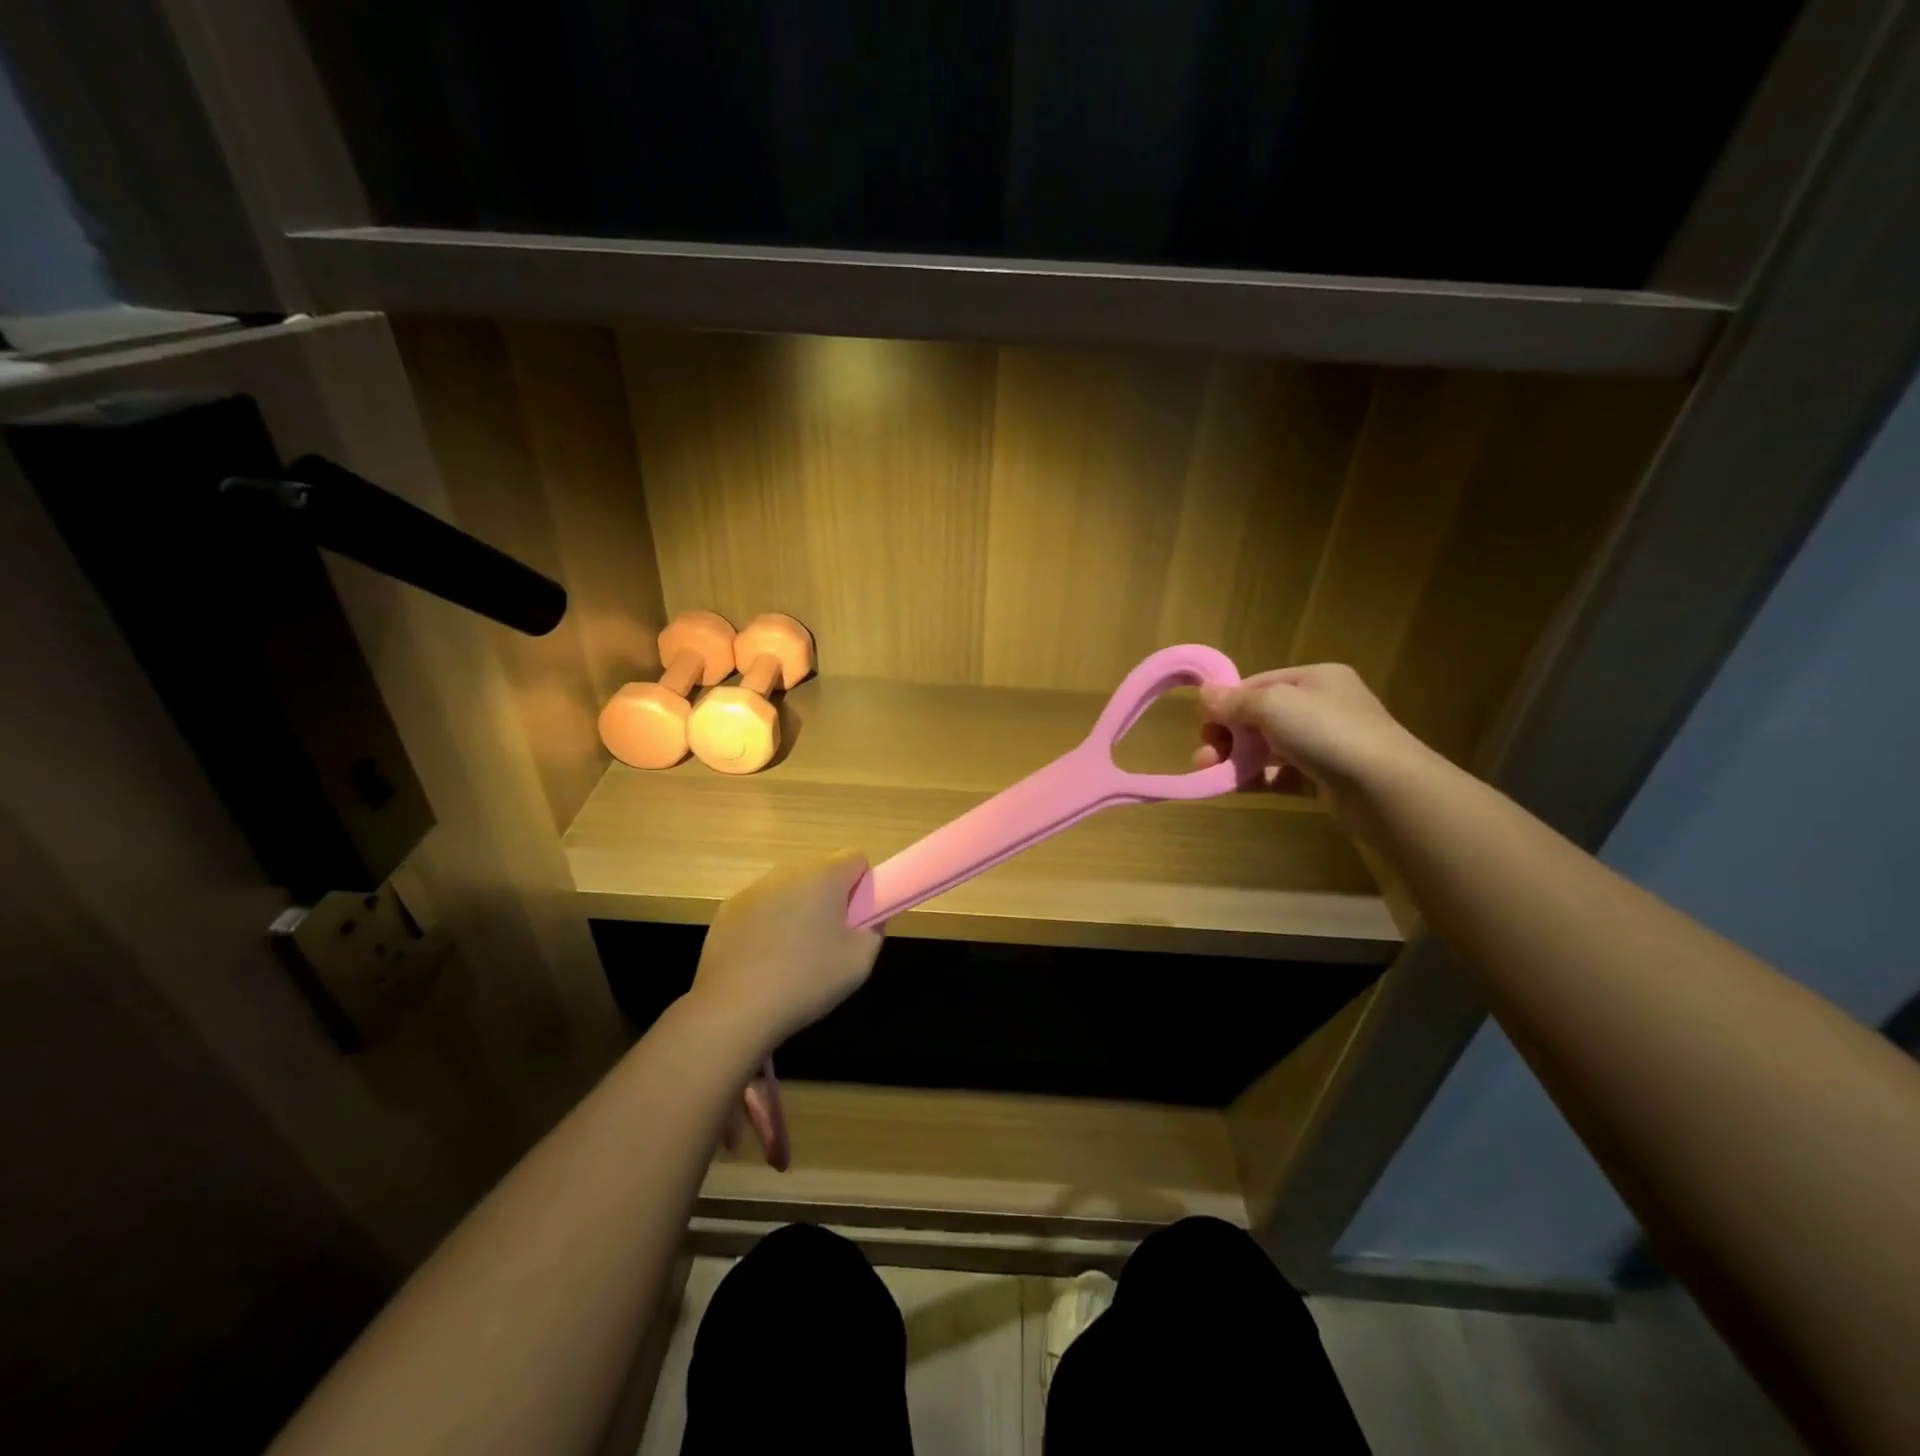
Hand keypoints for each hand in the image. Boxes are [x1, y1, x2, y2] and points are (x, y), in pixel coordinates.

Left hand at [690, 850, 883, 1053]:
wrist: (734, 1009)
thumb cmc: (806, 981)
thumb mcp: (859, 962)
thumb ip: (874, 929)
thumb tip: (871, 916)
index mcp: (823, 877)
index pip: (856, 858)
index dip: (862, 885)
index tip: (857, 917)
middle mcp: (787, 873)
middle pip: (820, 872)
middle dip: (829, 897)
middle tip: (829, 939)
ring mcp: (753, 890)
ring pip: (789, 889)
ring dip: (797, 908)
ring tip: (793, 954)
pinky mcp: (727, 910)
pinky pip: (761, 906)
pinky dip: (768, 923)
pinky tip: (764, 959)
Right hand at [1194, 663, 1432, 834]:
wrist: (1384, 787)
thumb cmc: (1326, 731)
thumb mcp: (1273, 704)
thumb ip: (1235, 701)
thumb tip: (1205, 694)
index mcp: (1314, 678)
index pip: (1257, 684)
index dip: (1226, 703)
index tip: (1203, 724)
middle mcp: (1320, 707)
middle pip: (1259, 717)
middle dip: (1227, 735)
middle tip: (1204, 754)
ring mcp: (1323, 744)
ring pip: (1267, 748)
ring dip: (1235, 758)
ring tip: (1209, 772)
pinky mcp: (1322, 779)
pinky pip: (1279, 775)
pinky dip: (1255, 778)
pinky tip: (1232, 786)